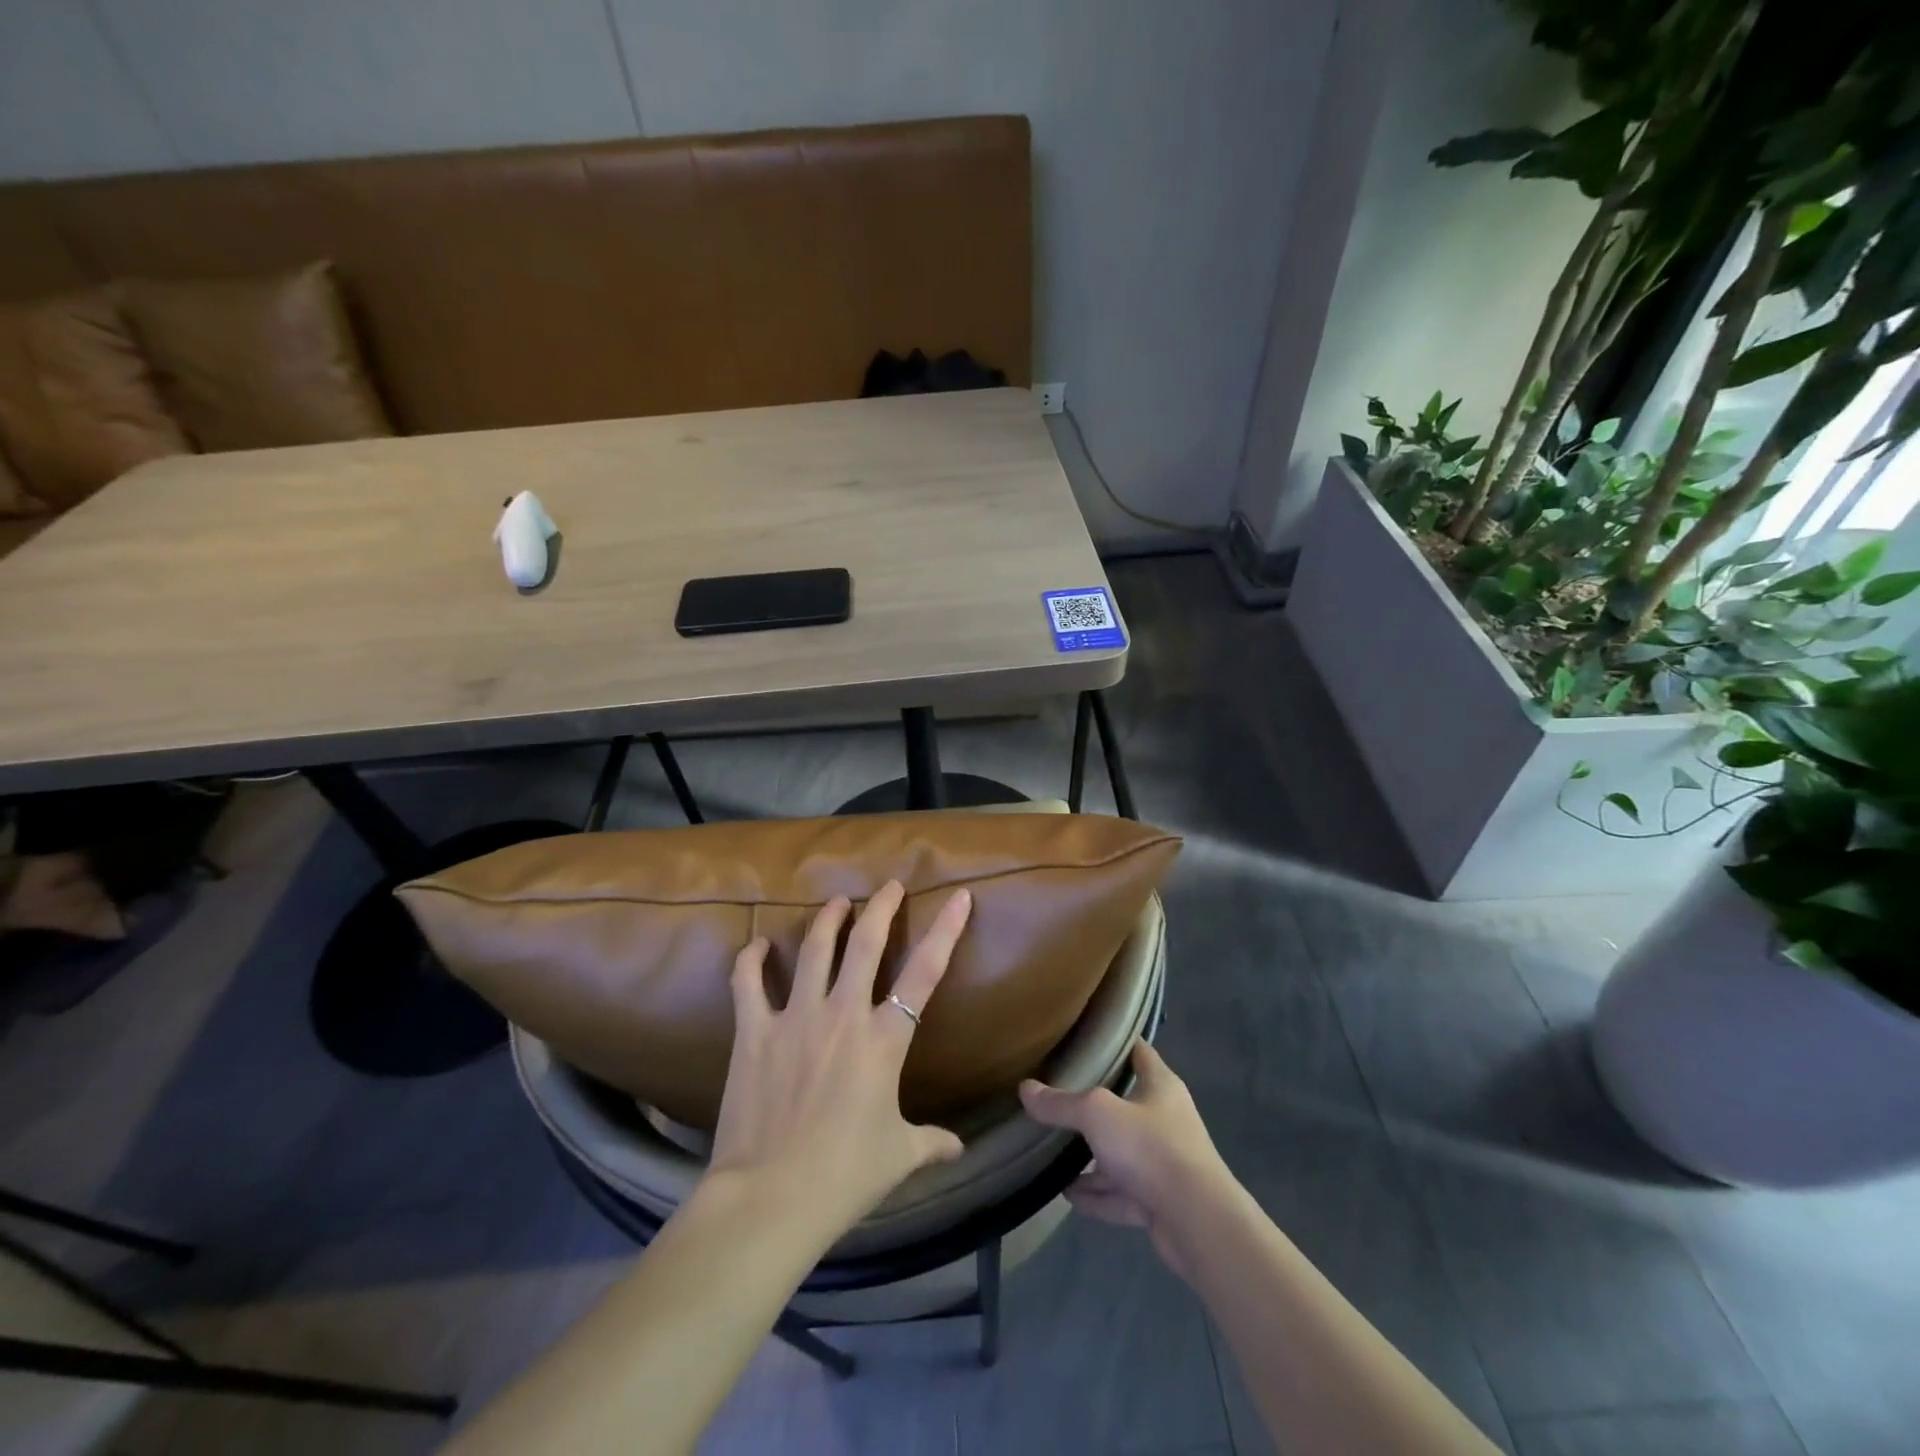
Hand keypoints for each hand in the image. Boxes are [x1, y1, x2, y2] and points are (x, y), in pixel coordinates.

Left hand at [706, 881, 971, 1239]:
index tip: (959, 896)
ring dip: (828, 919)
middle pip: (867, 942)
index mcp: (884, 1039)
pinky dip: (752, 959)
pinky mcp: (754, 1031)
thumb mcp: (898, 1157)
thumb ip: (931, 1143)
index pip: (925, 972)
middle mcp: (843, 1013)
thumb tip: (959, 1148)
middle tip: (889, 885)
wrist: (770, 1197)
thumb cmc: (844, 1176)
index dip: (946, 930)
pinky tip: (759, 946)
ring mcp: (796, 1016)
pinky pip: (749, 983)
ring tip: (837, 902)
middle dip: (882, 907)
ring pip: (815, 949)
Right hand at [1020, 1040, 1237, 1277]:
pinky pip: (1120, 1193)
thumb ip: (1061, 1103)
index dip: (1117, 1041)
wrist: (1196, 1222)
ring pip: (1121, 1152)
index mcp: (1161, 1086)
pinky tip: (1067, 1193)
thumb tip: (1025, 1088)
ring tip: (1055, 1149)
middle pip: (1126, 1104)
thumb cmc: (1151, 1147)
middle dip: (1095, 1103)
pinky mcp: (1159, 1201)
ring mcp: (1164, 1163)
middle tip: (1059, 1094)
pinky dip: (1096, 1193)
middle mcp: (1165, 1119)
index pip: (1139, 1051)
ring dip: (1093, 1155)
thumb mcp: (1098, 1114)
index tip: (1087, 1035)